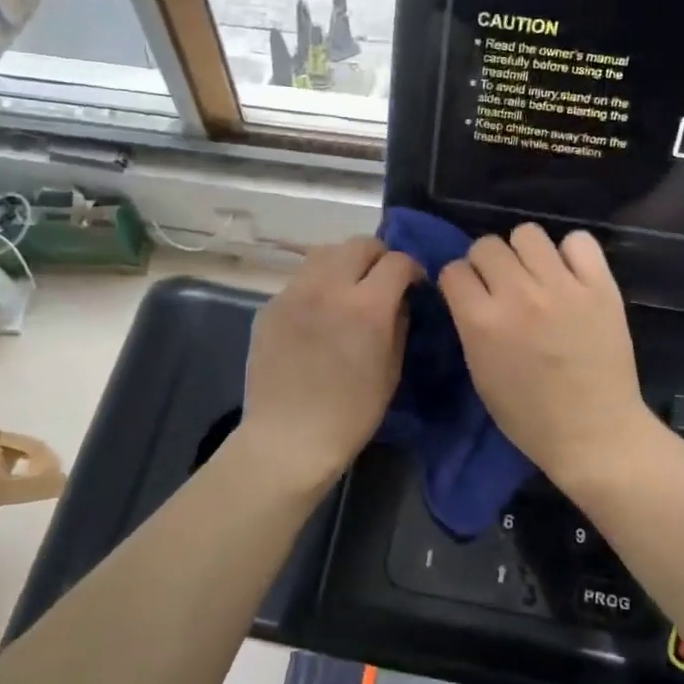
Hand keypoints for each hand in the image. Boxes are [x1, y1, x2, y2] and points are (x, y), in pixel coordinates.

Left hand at [236, 236, 419, 493]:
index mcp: (366, 306)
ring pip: (324, 253)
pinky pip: (301, 280)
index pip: (396, 261)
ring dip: (345, 263)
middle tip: (382, 281)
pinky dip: (317, 285)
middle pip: (358, 244)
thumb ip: (399, 322)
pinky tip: (319, 313)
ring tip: (349, 288)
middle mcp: (328, 288)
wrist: (288, 438)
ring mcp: (293, 293)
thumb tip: (400, 297)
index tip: (414, 284)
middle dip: (378, 256)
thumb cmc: (351, 413)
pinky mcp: (270, 305)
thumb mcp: (391, 370)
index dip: (412, 268)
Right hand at [439, 224, 654, 490]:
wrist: (594, 433)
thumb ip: (471, 326)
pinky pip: (578, 241)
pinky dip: (571, 253)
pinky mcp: (600, 286)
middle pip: (487, 245)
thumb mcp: (480, 374)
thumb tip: (471, 293)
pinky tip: (571, 276)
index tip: (470, 295)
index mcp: (483, 322)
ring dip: (525, 253)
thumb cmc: (529, 416)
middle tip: (504, 287)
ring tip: (537, 276)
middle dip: (488, 264)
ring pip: (528, 233)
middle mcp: (518, 295)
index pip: (454, 270)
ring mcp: (562, 287)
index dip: (459, 282)